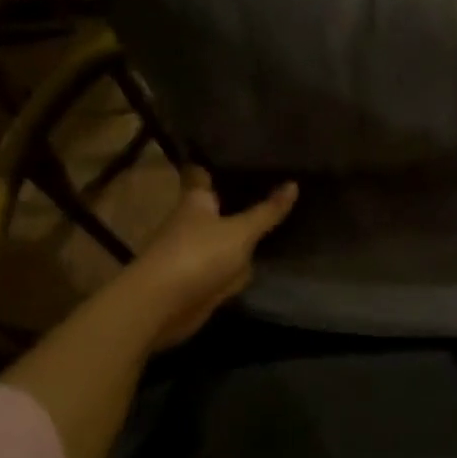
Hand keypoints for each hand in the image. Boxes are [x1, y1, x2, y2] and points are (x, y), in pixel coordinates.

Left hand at [128, 167, 298, 349]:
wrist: (162, 306)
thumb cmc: (198, 255)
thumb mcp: (240, 231)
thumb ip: (267, 212)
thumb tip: (294, 184)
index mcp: (196, 201)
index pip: (201, 173)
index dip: (213, 163)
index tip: (234, 151)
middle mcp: (192, 222)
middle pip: (216, 205)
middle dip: (235, 198)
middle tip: (269, 182)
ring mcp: (194, 252)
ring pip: (223, 236)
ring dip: (240, 233)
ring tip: (273, 217)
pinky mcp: (198, 279)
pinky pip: (225, 265)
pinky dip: (239, 264)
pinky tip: (260, 258)